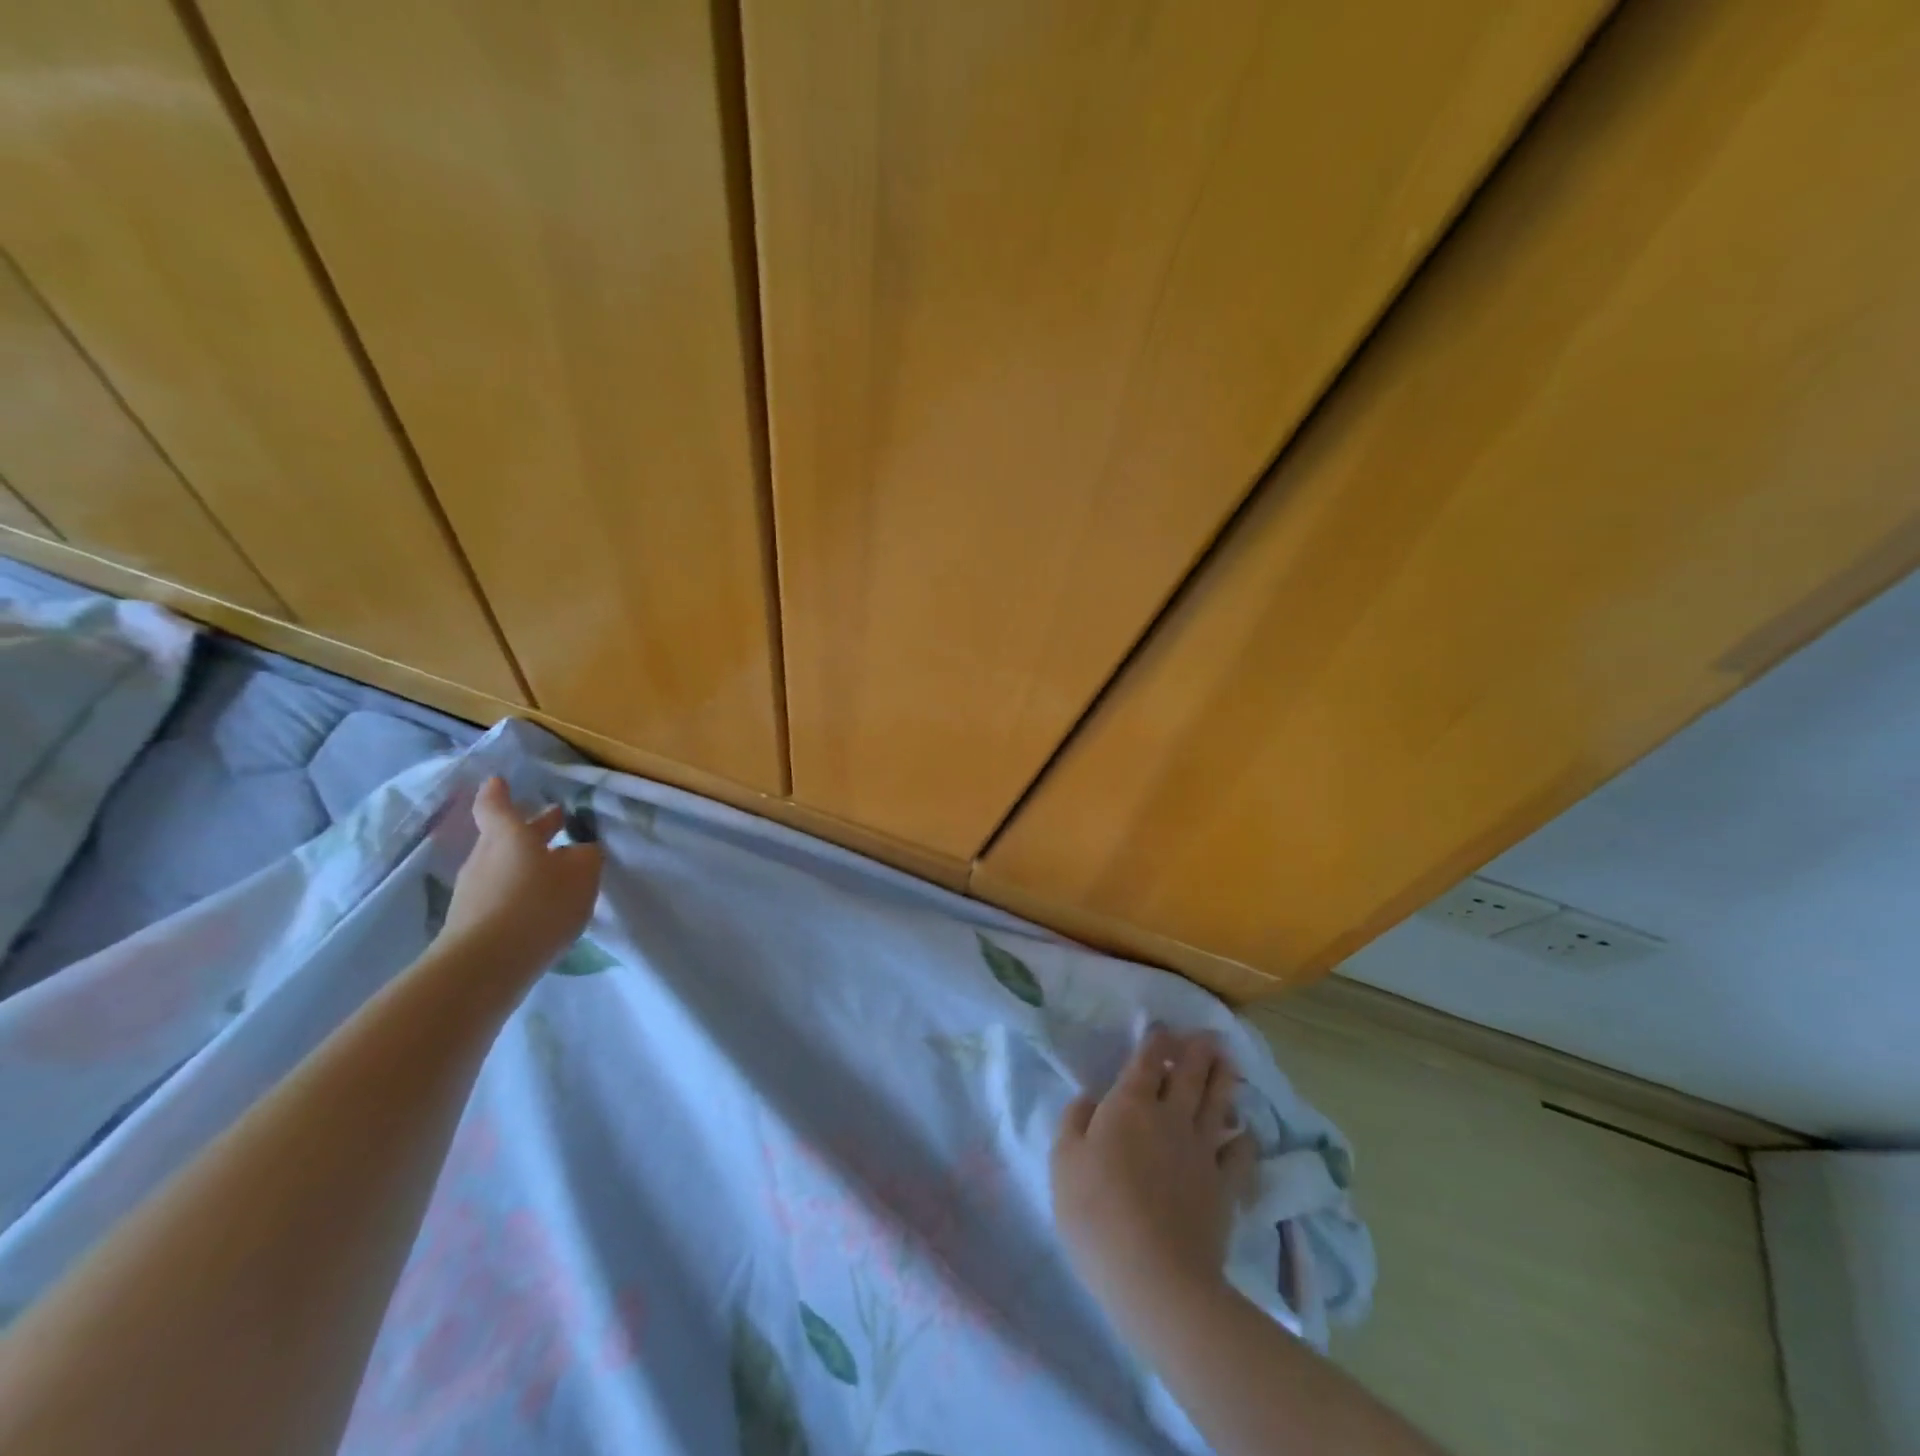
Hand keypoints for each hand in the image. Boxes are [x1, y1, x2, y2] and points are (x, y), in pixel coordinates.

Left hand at [440, 777, 603, 971]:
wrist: (486, 966)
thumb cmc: (538, 904)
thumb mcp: (582, 873)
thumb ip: (586, 856)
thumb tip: (580, 851)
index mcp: (509, 836)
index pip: (496, 806)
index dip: (499, 793)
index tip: (499, 781)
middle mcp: (485, 857)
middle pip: (504, 836)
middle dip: (530, 828)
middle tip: (556, 819)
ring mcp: (473, 892)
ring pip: (503, 866)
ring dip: (526, 864)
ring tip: (556, 870)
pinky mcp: (471, 924)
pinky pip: (499, 897)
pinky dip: (519, 894)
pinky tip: (540, 907)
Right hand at [1052, 1029, 1256, 1326]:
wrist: (1156, 1276)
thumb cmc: (1097, 1213)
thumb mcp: (1064, 1162)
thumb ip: (1075, 1121)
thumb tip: (1090, 1098)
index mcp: (1129, 1105)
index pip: (1146, 1063)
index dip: (1156, 1043)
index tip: (1164, 1029)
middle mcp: (1170, 1117)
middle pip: (1188, 1076)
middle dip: (1198, 1052)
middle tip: (1210, 1035)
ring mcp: (1202, 1151)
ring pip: (1217, 1104)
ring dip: (1224, 1080)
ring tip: (1230, 1062)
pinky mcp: (1225, 1187)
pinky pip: (1240, 1154)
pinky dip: (1245, 1139)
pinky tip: (1246, 1132)